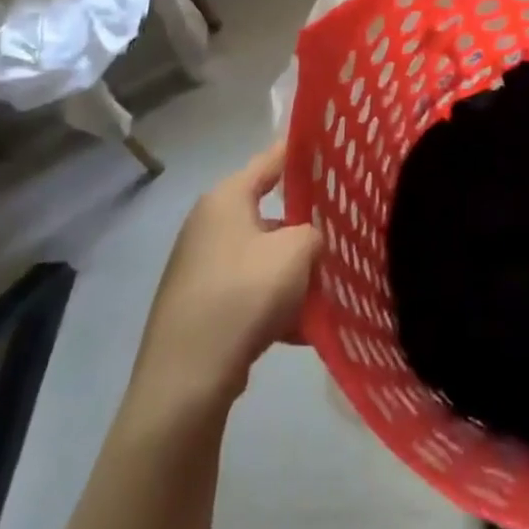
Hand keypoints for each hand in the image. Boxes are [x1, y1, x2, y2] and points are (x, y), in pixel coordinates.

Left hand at [127, 142, 321, 416]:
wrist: (185, 382)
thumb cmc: (243, 296)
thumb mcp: (296, 252)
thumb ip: (314, 232)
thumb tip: (310, 240)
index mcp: (226, 199)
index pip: (271, 160)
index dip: (301, 151)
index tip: (332, 145)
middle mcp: (209, 225)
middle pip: (271, 214)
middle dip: (306, 228)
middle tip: (343, 233)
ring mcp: (202, 267)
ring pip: (264, 257)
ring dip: (295, 272)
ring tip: (329, 291)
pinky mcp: (202, 306)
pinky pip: (251, 293)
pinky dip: (276, 305)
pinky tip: (304, 329)